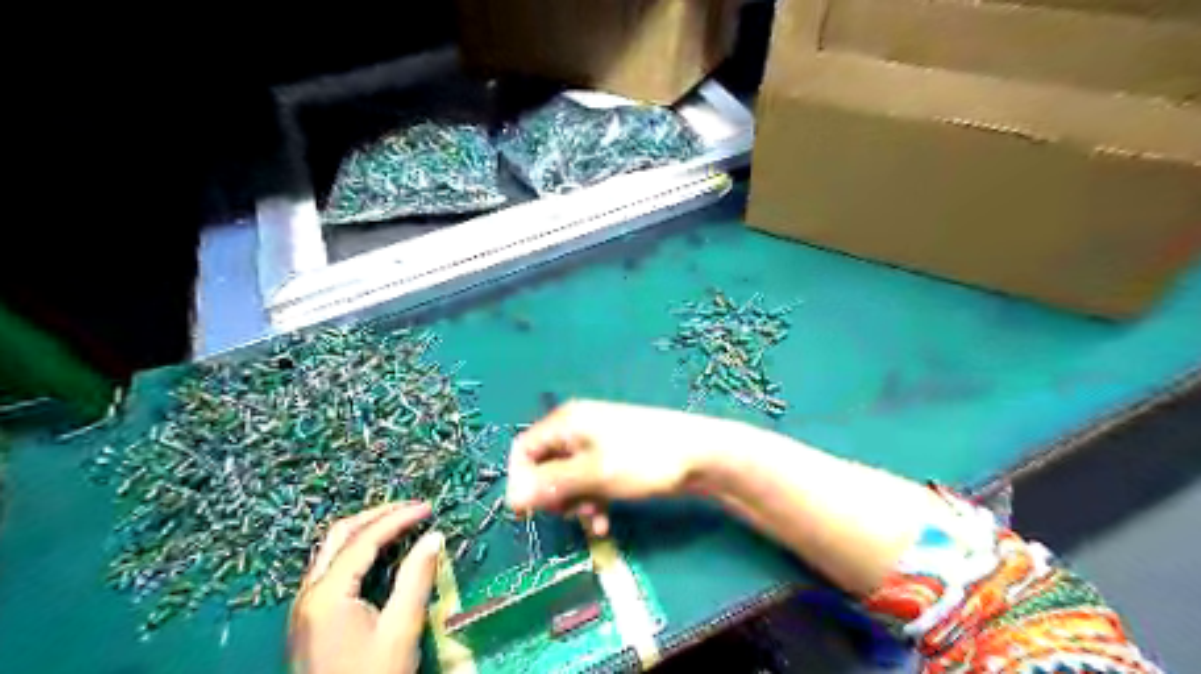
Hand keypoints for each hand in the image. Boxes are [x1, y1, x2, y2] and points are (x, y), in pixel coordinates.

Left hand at [289, 499, 444, 673]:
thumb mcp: (400, 630)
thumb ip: (416, 579)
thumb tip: (434, 536)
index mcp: (327, 594)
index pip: (365, 539)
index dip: (399, 518)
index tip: (429, 508)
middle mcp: (309, 593)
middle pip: (340, 535)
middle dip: (378, 515)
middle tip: (412, 508)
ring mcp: (305, 607)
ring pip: (333, 550)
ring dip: (367, 530)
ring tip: (401, 523)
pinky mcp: (309, 618)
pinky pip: (332, 568)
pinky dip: (358, 551)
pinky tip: (381, 554)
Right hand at [504, 401, 725, 536]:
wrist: (699, 454)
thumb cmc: (643, 459)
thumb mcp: (594, 475)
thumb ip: (551, 485)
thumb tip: (511, 500)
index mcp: (567, 422)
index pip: (524, 450)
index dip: (520, 481)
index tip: (525, 513)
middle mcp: (577, 428)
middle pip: (545, 466)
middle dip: (553, 495)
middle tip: (571, 514)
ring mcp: (597, 443)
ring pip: (568, 479)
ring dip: (575, 503)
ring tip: (594, 519)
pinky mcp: (613, 458)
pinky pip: (589, 482)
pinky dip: (592, 501)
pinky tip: (604, 522)